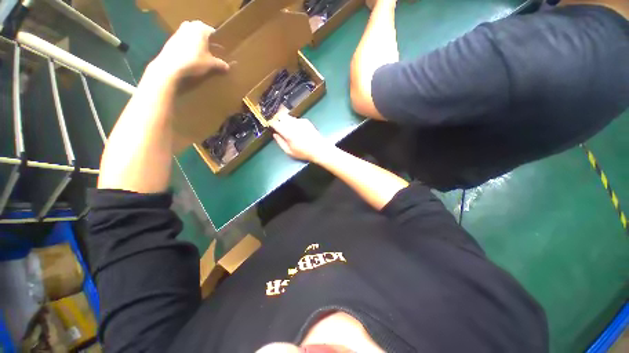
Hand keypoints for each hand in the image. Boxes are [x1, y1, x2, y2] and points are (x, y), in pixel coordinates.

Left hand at [151, 20, 228, 80]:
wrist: (171, 65)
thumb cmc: (194, 61)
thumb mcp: (210, 64)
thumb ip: (220, 63)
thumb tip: (227, 67)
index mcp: (201, 28)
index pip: (214, 32)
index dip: (219, 41)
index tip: (222, 49)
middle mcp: (190, 26)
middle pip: (202, 33)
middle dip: (208, 41)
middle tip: (214, 51)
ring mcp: (180, 31)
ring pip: (193, 35)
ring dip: (198, 43)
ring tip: (204, 54)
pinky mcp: (173, 39)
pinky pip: (185, 40)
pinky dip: (190, 46)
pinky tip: (193, 56)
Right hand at [270, 114, 332, 162]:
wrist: (319, 149)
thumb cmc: (303, 152)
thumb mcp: (289, 151)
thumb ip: (280, 142)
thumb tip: (274, 134)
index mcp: (288, 133)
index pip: (275, 123)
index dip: (271, 123)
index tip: (271, 125)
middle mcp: (293, 124)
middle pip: (281, 116)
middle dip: (278, 120)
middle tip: (279, 126)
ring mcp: (300, 121)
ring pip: (288, 117)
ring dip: (286, 121)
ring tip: (289, 129)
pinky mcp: (305, 121)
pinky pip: (296, 119)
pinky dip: (294, 122)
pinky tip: (298, 130)